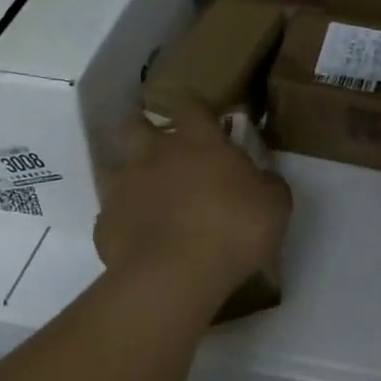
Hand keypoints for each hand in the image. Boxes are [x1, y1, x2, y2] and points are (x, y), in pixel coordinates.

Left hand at [96, 95, 290, 310]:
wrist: (176, 275)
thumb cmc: (233, 228)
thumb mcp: (275, 204)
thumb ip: (267, 184)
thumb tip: (263, 179)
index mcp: (198, 141)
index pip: (190, 105)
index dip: (193, 107)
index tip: (200, 116)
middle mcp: (155, 154)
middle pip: (135, 125)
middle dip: (143, 130)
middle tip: (159, 147)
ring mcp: (125, 188)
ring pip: (112, 168)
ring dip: (125, 176)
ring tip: (142, 193)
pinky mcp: (105, 225)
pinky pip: (110, 218)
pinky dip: (121, 224)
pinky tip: (136, 238)